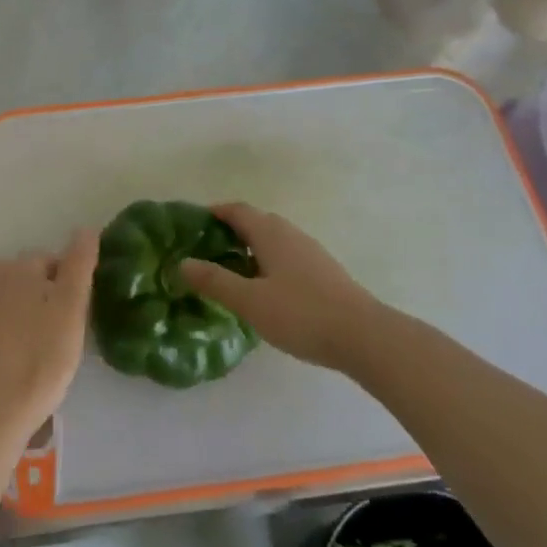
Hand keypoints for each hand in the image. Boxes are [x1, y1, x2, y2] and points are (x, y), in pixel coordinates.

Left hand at [0, 229, 98, 445]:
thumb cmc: (40, 360)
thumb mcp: (71, 312)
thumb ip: (79, 267)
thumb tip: (85, 228)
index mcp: (19, 270)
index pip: (50, 260)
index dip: (67, 281)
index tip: (76, 310)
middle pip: (21, 273)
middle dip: (39, 288)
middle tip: (57, 325)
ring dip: (13, 300)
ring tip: (31, 331)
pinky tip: (8, 346)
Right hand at [180, 203, 381, 370]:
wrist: (364, 336)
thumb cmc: (301, 314)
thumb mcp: (250, 301)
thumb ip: (215, 281)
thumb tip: (182, 263)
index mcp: (270, 233)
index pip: (237, 210)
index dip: (214, 212)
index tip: (193, 223)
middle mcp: (291, 234)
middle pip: (256, 221)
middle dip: (231, 229)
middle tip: (206, 249)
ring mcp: (311, 252)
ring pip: (273, 239)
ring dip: (250, 246)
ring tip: (231, 270)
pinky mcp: (324, 272)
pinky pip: (287, 256)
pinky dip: (268, 261)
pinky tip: (265, 288)